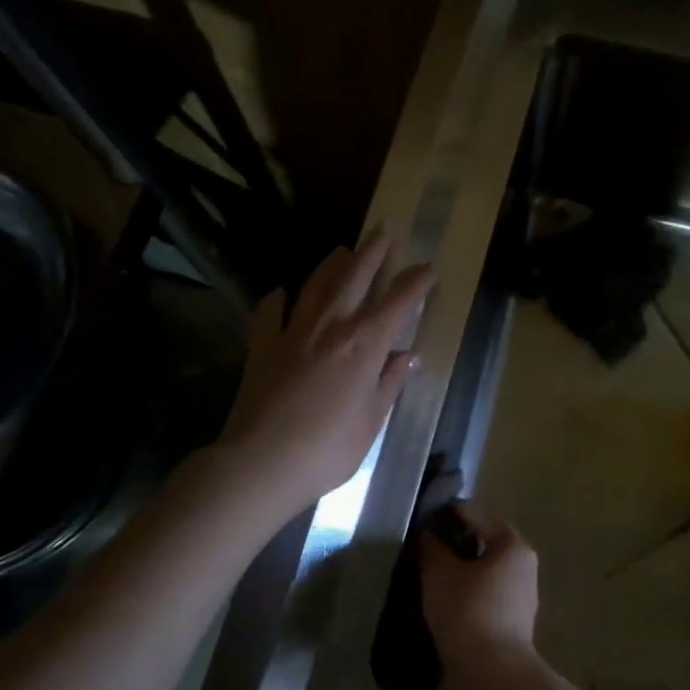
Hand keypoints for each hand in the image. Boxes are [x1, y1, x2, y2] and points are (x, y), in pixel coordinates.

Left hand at [216, 229, 434, 515]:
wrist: (261, 461)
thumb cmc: (328, 449)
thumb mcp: (370, 421)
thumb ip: (389, 384)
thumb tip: (409, 357)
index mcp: (364, 345)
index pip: (398, 303)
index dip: (416, 283)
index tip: (428, 268)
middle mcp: (331, 326)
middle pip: (355, 277)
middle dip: (373, 251)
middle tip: (385, 228)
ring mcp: (293, 332)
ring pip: (316, 285)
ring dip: (332, 264)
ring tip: (342, 250)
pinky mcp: (262, 345)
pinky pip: (270, 312)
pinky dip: (278, 299)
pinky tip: (281, 293)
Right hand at [421, 503, 541, 689]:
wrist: (490, 678)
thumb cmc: (468, 612)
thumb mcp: (440, 573)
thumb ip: (432, 548)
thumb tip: (429, 536)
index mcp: (513, 546)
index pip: (477, 515)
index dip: (448, 513)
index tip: (420, 518)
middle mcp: (522, 568)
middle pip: (481, 545)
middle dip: (452, 545)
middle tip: (419, 549)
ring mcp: (518, 600)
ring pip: (480, 575)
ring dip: (454, 574)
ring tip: (421, 577)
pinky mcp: (507, 628)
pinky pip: (479, 600)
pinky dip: (459, 598)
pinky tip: (434, 606)